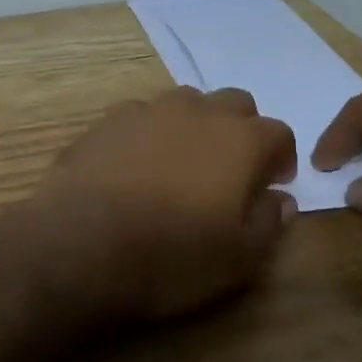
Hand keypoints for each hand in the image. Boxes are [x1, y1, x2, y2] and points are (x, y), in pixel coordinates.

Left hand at [27, 87, 298, 324]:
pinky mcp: (108, 120)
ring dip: (196, 124)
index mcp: (240, 140)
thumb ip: (268, 222)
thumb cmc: (171, 255)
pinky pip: (142, 114)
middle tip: (231, 170)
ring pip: (187, 102)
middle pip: (235, 103)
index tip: (272, 184)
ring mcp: (149, 110)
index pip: (278, 132)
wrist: (81, 241)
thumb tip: (280, 199)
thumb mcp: (238, 259)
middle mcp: (198, 112)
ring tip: (183, 163)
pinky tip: (137, 163)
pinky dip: (151, 132)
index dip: (281, 157)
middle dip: (242, 130)